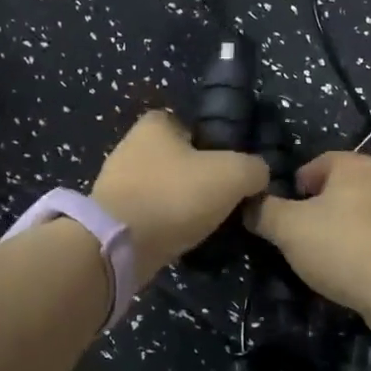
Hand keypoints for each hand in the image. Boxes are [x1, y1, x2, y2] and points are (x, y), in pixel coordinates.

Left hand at [90, 111, 268, 287]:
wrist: (120, 245)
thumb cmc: (175, 196)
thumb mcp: (232, 175)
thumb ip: (253, 168)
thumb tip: (258, 175)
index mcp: (155, 124)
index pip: (192, 126)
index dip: (216, 145)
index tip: (231, 169)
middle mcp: (131, 146)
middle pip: (179, 158)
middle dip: (199, 177)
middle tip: (224, 198)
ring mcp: (117, 182)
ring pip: (164, 188)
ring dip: (182, 203)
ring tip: (206, 222)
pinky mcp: (112, 215)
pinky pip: (150, 213)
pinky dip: (166, 223)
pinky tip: (181, 236)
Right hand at [246, 152, 370, 334]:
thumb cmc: (341, 246)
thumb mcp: (288, 228)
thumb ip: (264, 212)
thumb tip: (248, 204)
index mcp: (353, 165)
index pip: (314, 164)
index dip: (293, 186)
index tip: (282, 213)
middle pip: (335, 190)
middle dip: (313, 210)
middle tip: (295, 235)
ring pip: (353, 216)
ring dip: (334, 232)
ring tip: (317, 257)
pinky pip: (370, 240)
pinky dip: (354, 251)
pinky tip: (344, 272)